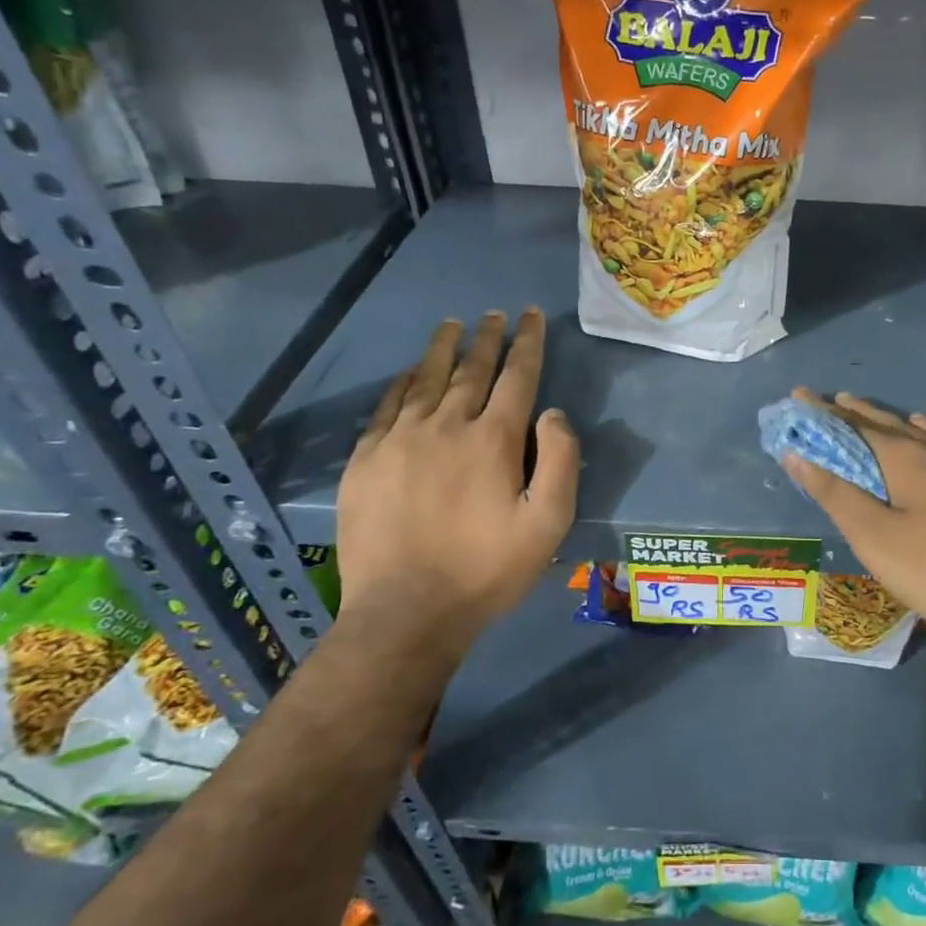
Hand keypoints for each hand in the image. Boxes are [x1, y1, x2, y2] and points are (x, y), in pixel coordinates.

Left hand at [336, 309, 578, 643]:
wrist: (405, 611)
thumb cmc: (487, 570)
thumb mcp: (548, 524)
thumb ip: (560, 462)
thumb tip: (554, 413)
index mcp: (494, 439)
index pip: (517, 376)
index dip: (528, 343)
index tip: (532, 316)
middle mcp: (447, 425)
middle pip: (471, 370)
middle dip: (488, 338)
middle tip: (495, 314)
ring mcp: (400, 440)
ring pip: (425, 379)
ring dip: (443, 349)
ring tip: (452, 324)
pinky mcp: (366, 460)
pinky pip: (386, 407)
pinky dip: (401, 384)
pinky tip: (407, 374)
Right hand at [780, 391, 925, 652]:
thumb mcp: (877, 540)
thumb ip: (836, 494)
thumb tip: (796, 454)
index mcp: (907, 458)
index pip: (854, 426)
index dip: (823, 413)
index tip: (798, 396)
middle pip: (888, 423)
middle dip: (854, 412)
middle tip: (829, 402)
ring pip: (923, 431)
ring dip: (891, 420)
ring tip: (871, 412)